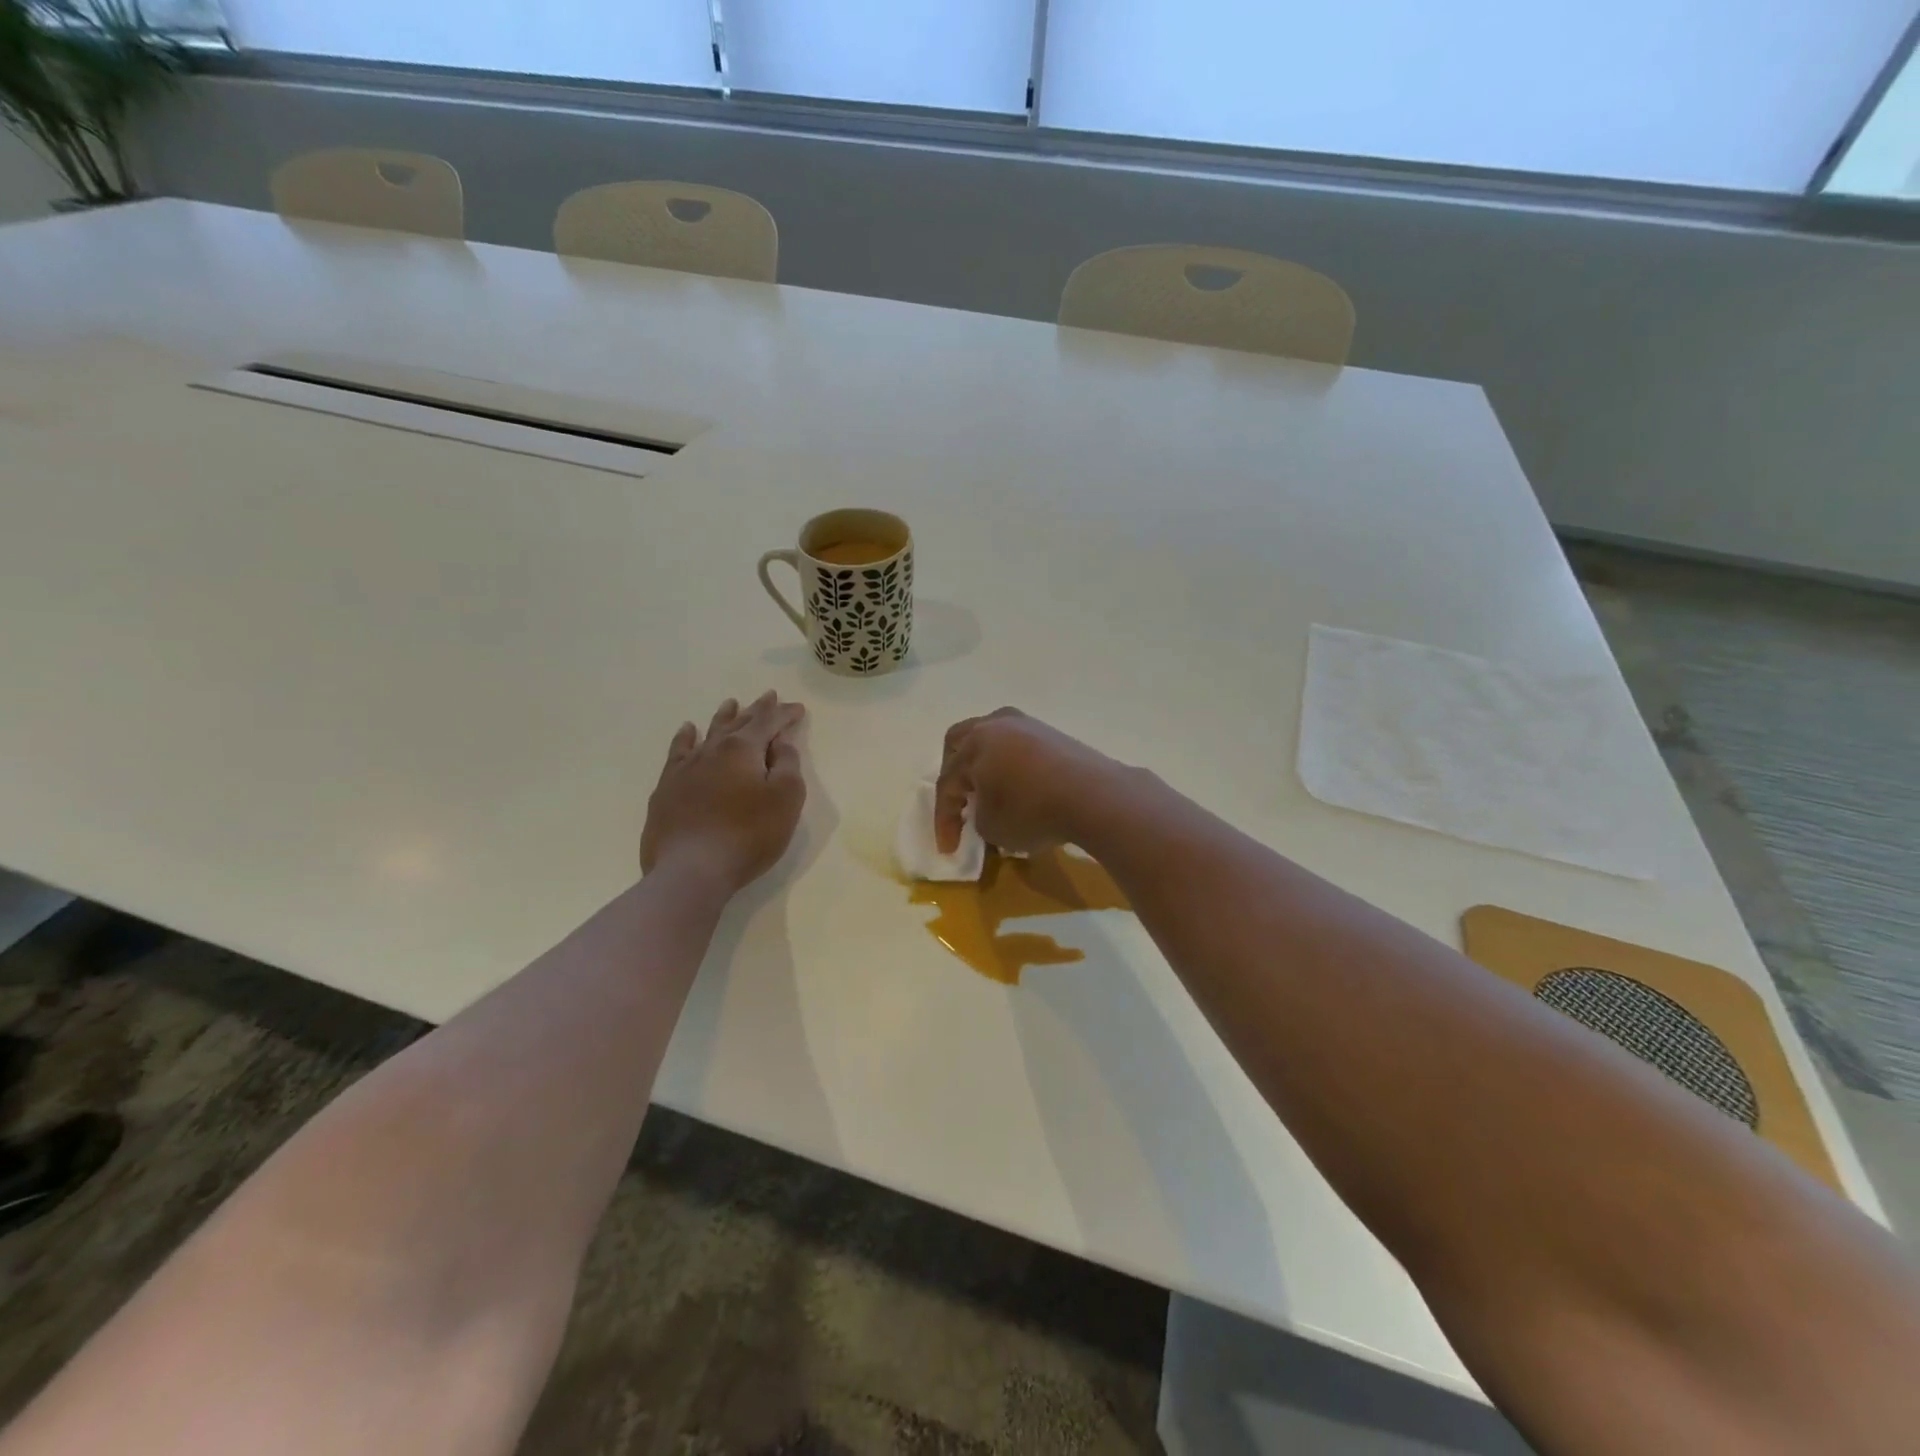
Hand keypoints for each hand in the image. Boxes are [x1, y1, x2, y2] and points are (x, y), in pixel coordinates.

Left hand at [641, 692, 806, 895]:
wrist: (691, 869)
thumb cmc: (748, 835)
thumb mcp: (785, 799)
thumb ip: (787, 765)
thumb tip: (780, 742)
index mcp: (744, 749)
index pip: (769, 722)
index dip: (784, 714)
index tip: (797, 709)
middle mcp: (713, 750)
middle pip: (739, 723)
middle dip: (757, 710)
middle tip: (769, 697)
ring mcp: (686, 768)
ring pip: (708, 733)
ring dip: (723, 717)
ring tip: (731, 704)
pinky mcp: (667, 788)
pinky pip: (678, 752)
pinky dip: (686, 738)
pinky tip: (688, 731)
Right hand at [935, 708, 1126, 854]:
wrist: (1094, 796)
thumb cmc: (1032, 811)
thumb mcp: (992, 828)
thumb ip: (979, 817)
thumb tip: (989, 810)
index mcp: (973, 744)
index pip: (948, 784)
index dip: (944, 819)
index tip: (949, 849)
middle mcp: (997, 725)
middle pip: (961, 742)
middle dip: (955, 772)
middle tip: (959, 800)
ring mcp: (1029, 725)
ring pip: (994, 739)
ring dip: (985, 764)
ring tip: (990, 792)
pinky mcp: (1055, 735)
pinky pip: (1020, 747)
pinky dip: (1012, 765)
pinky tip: (1020, 788)